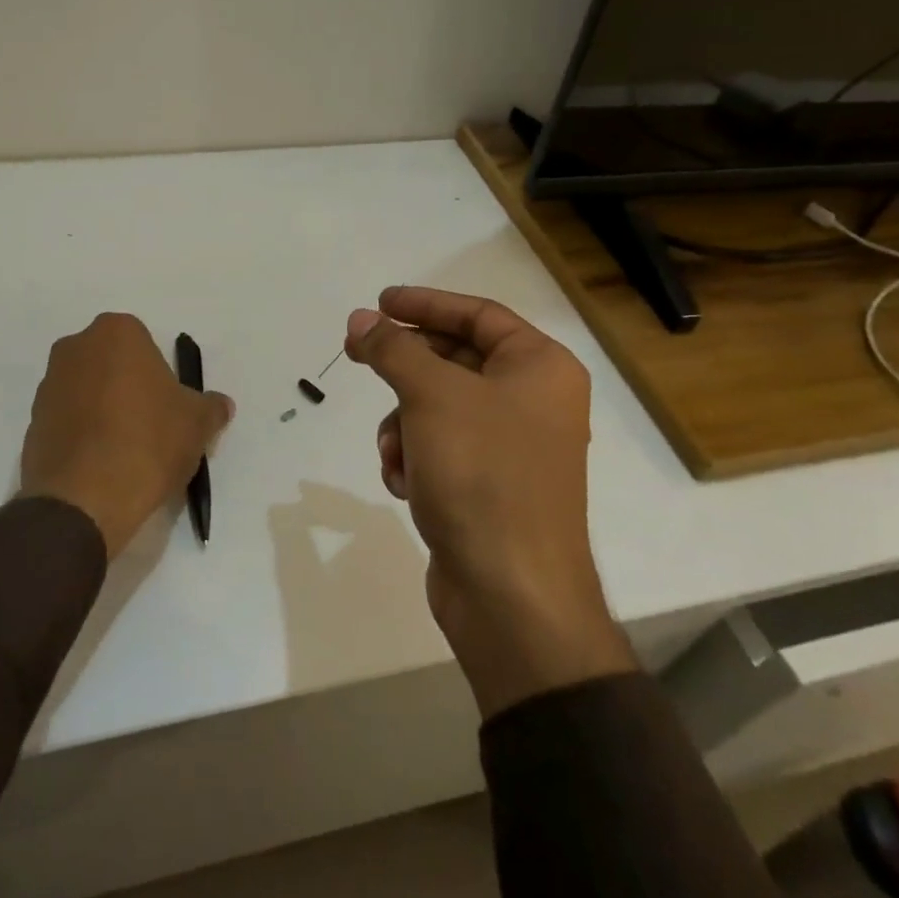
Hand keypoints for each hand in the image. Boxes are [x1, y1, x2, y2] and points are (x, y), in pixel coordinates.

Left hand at [20, 314, 233, 556]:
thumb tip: (220, 405)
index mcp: (117, 333)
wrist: (84, 500)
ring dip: (104, 411)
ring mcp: (48, 386)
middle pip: (112, 364)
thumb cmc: (148, 442)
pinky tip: (102, 466)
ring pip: (88, 391)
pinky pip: (68, 421)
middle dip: (129, 388)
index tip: (169, 407)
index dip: (160, 375)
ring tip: (126, 452)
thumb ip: (211, 407)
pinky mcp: (32, 424)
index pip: (144, 344)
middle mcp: (76, 348)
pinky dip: (84, 436)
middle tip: (151, 426)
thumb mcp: (197, 423)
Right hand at [347, 286, 632, 716]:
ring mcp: (514, 448)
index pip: (477, 314)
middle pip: (456, 360)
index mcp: (540, 367)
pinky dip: (416, 459)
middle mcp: (534, 401)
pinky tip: (406, 484)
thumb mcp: (431, 396)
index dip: (425, 303)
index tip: (378, 302)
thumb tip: (360, 319)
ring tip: (394, 452)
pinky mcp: (490, 488)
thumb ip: (393, 349)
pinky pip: (442, 450)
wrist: (511, 595)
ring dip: (404, 424)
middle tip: (357, 356)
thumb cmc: (481, 473)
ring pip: (440, 409)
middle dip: (406, 370)